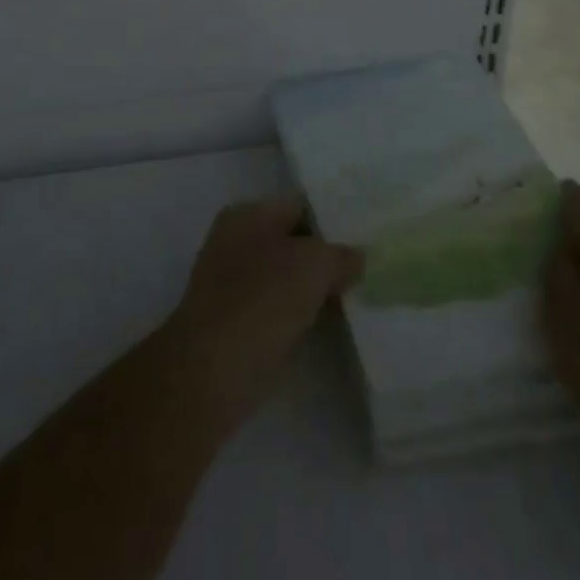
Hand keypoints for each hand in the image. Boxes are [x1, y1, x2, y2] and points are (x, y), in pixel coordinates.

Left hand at [162, 196, 363, 433]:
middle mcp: (235, 241)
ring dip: (314, 289)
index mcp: (247, 214)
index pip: (299, 205)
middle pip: (292, 242)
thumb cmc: (261, 301)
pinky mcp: (234, 325)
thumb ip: (340, 255)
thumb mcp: (313, 266)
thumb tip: (356, 257)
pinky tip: (329, 327)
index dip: (333, 218)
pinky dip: (300, 317)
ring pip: (285, 278)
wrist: (212, 373)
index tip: (367, 235)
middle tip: (368, 269)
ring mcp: (232, 285)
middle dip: (326, 256)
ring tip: (357, 297)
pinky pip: (277, 310)